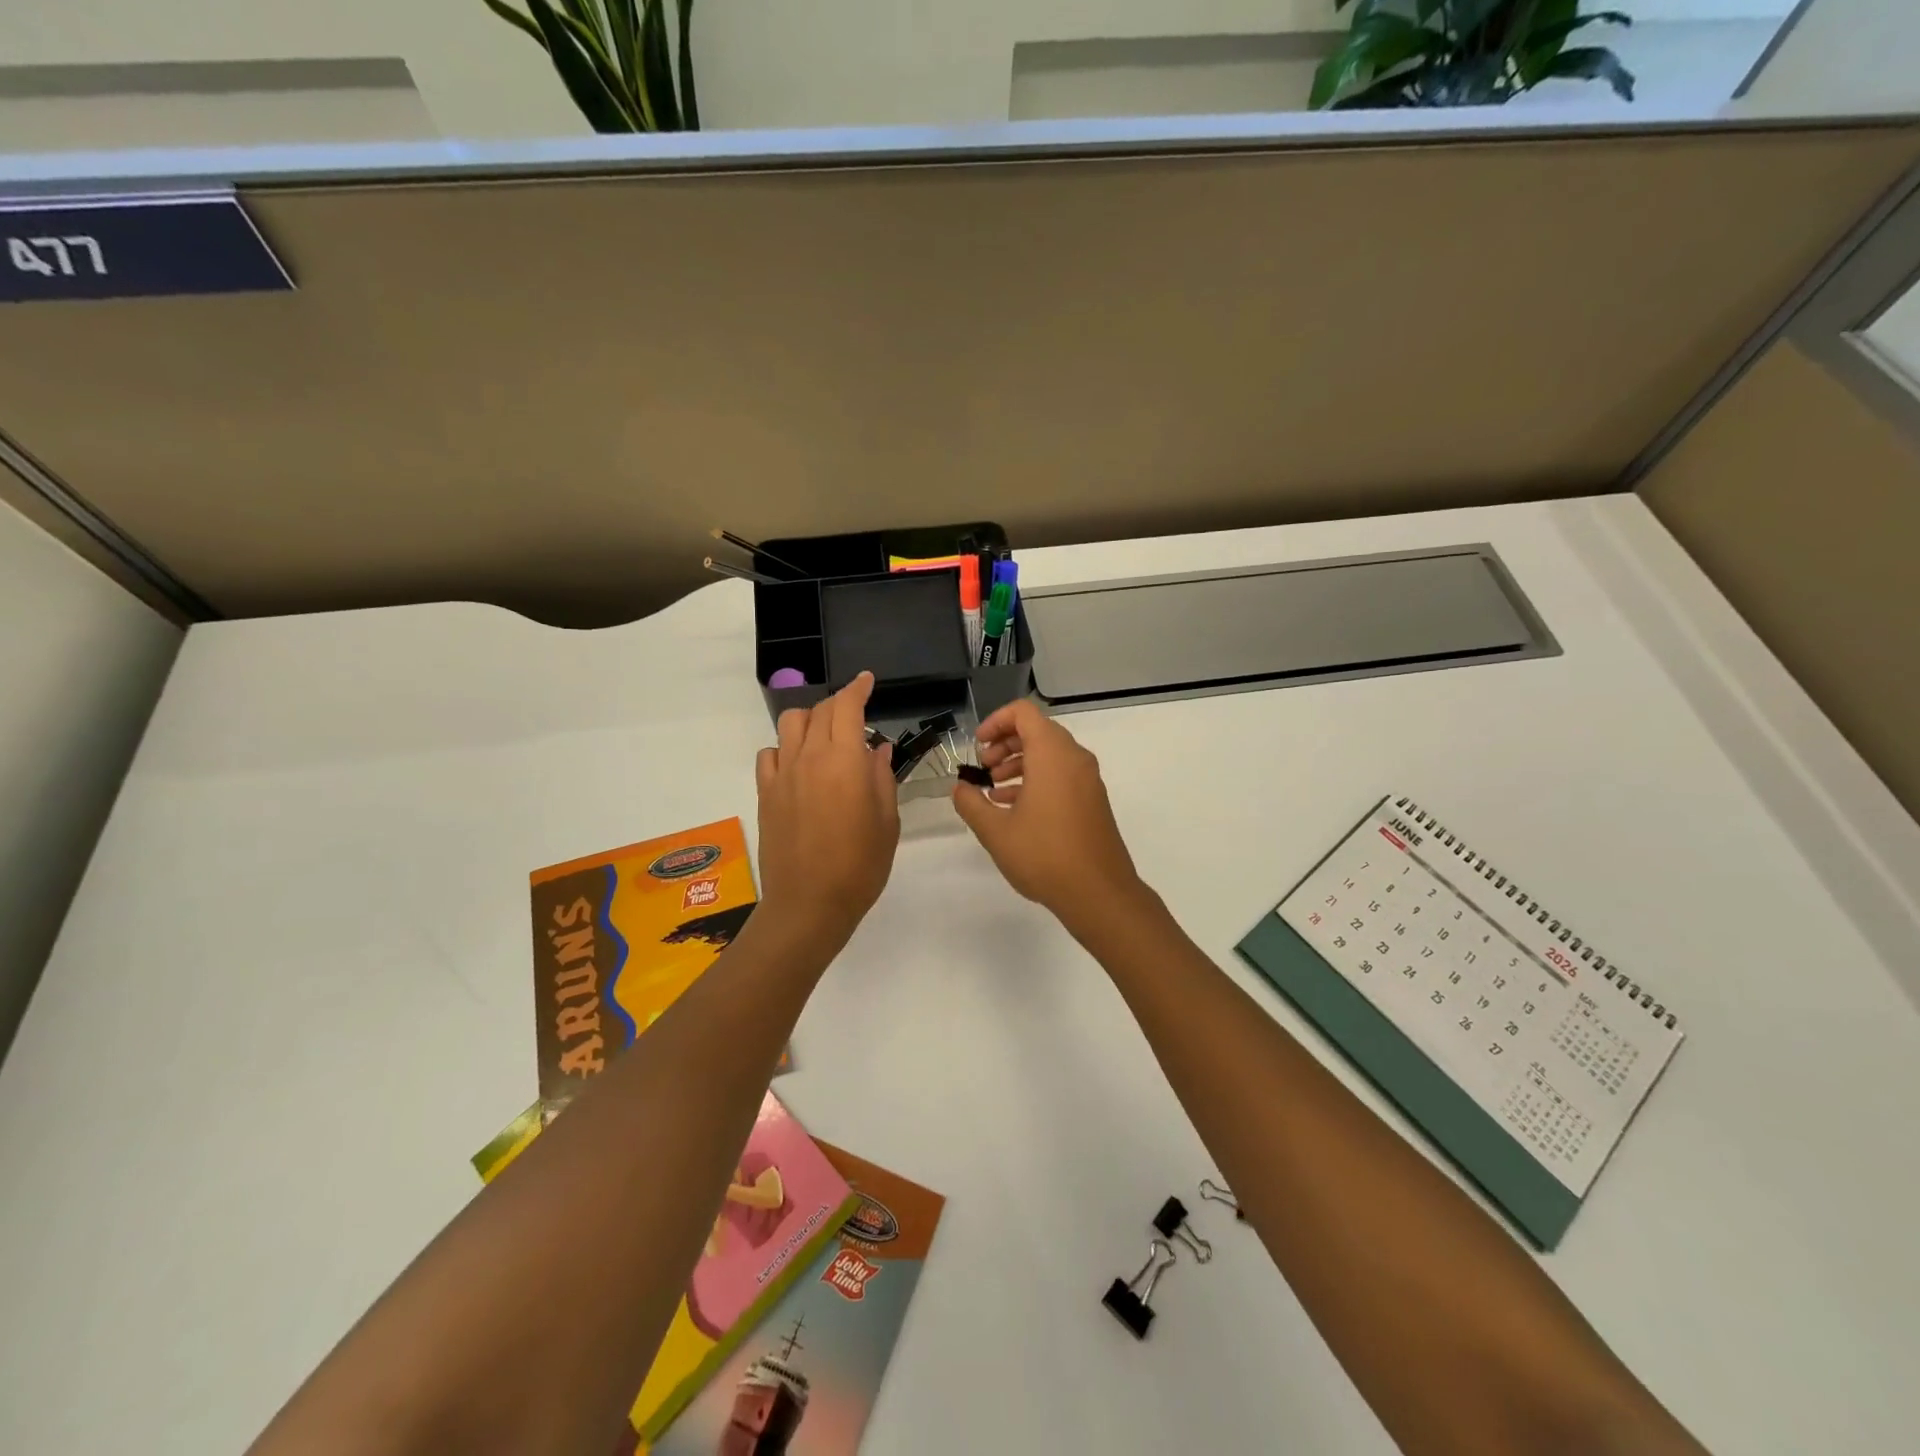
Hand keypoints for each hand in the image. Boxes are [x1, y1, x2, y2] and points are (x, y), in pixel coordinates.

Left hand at [754, 672, 899, 946]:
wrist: (808, 905)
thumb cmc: (859, 866)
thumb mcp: (887, 822)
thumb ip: (882, 779)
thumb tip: (877, 750)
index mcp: (845, 762)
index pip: (847, 707)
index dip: (857, 688)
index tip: (867, 681)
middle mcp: (810, 758)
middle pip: (819, 711)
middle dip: (839, 703)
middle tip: (855, 714)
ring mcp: (782, 775)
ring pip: (790, 724)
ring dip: (810, 719)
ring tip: (825, 737)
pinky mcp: (765, 794)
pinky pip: (770, 754)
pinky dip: (785, 748)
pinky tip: (798, 765)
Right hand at [951, 698, 1145, 932]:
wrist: (1099, 893)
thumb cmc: (1044, 855)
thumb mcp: (996, 831)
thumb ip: (971, 803)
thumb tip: (959, 788)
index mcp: (1051, 754)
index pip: (1023, 713)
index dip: (996, 722)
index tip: (978, 746)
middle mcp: (1074, 758)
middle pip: (1037, 731)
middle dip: (1005, 744)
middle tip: (983, 769)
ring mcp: (1088, 779)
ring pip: (1049, 754)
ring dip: (1019, 763)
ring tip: (993, 791)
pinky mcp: (1093, 800)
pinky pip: (1062, 775)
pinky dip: (1037, 779)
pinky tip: (1014, 808)